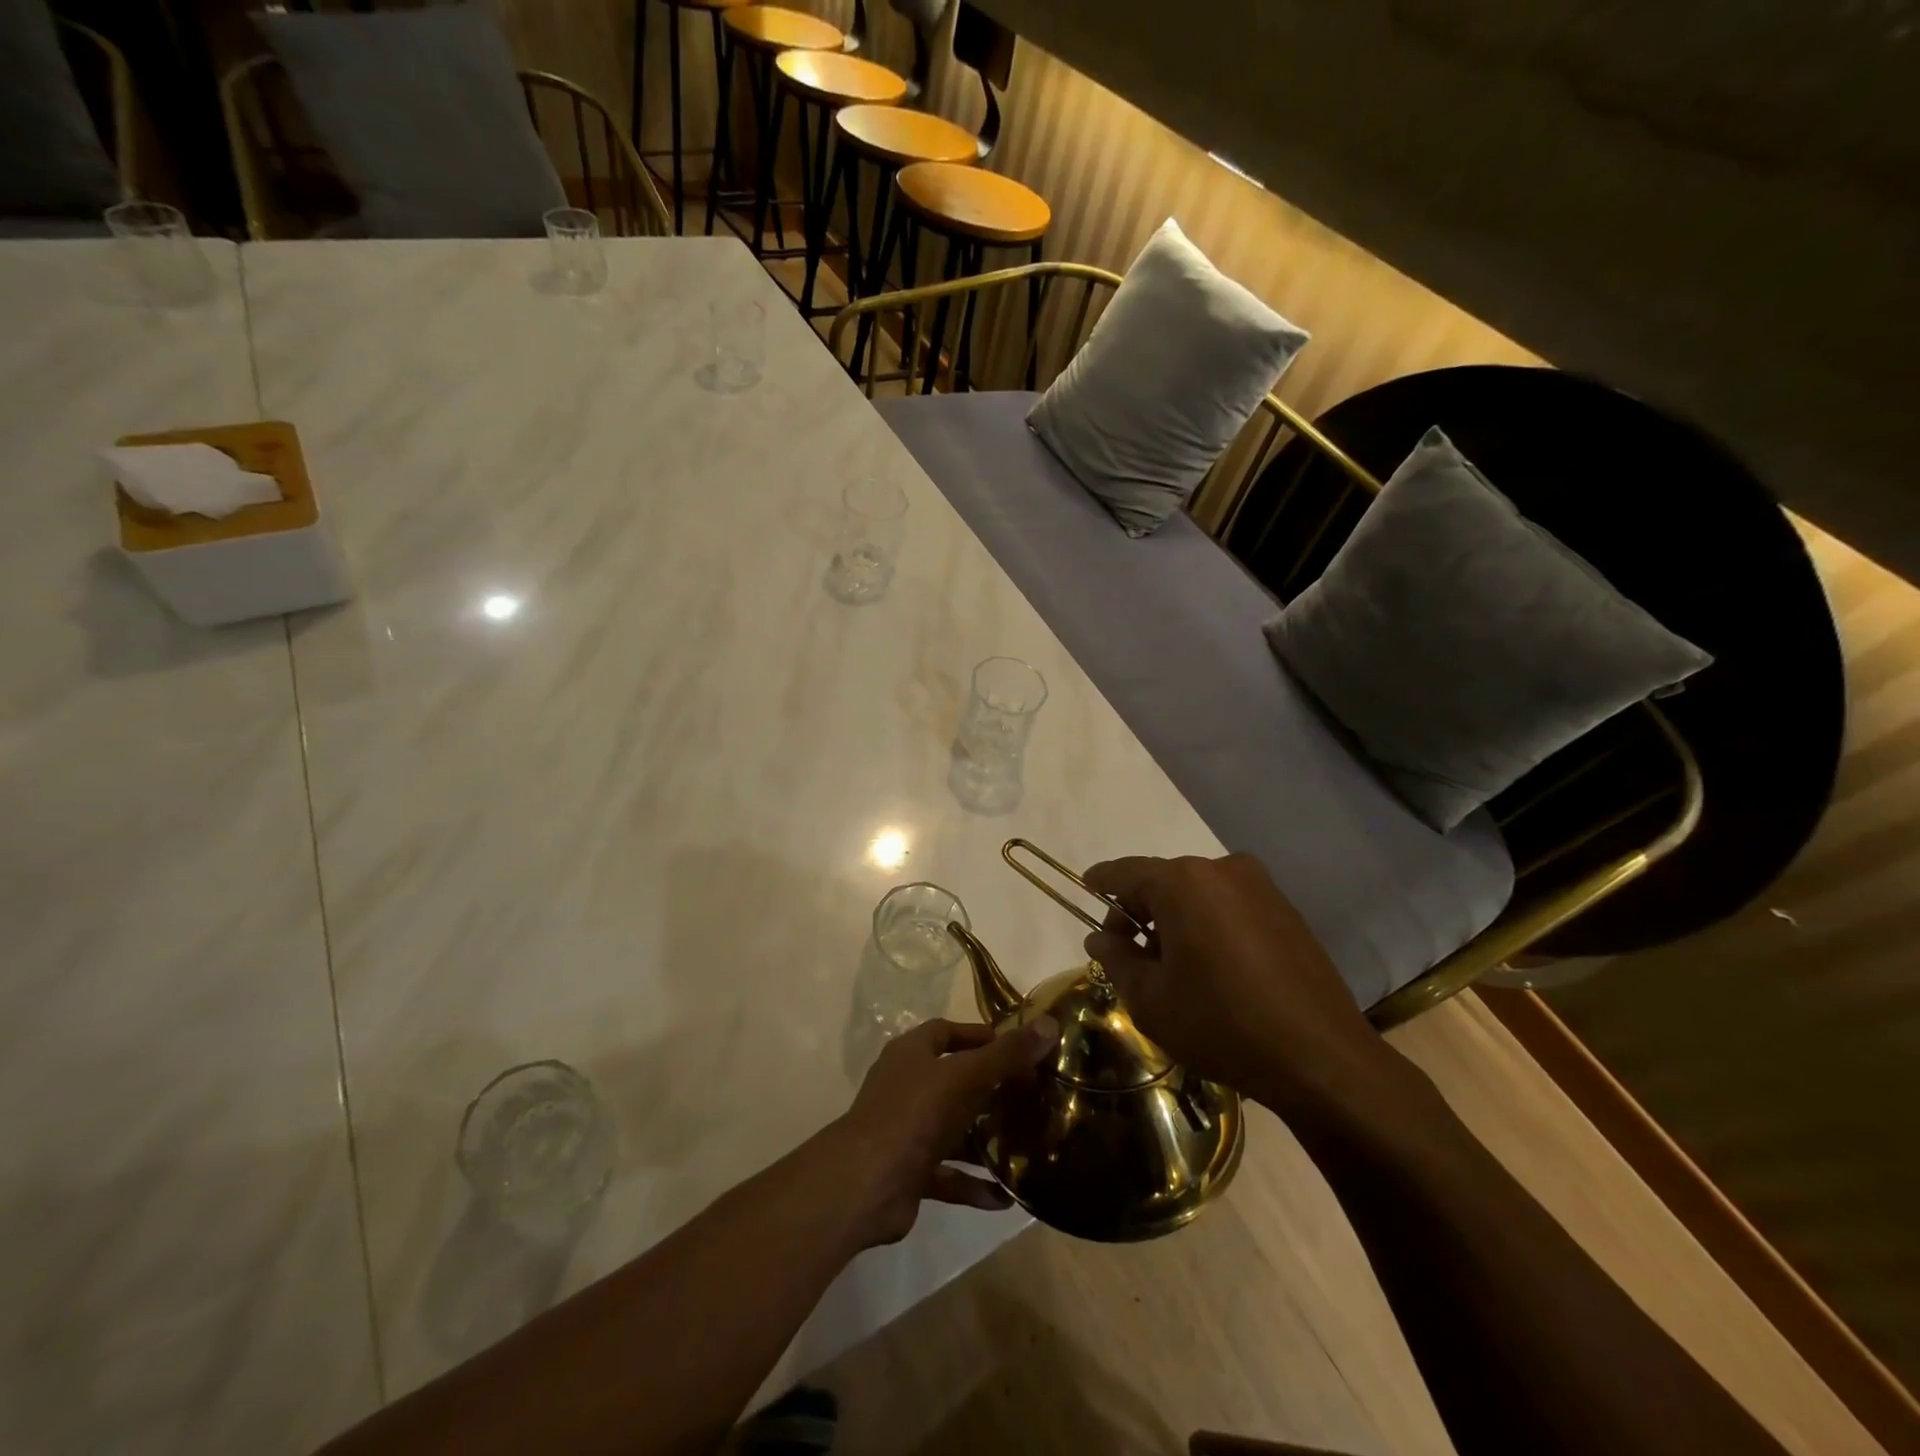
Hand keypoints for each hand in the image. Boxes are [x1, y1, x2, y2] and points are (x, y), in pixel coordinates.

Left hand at [830, 1016, 1058, 1247]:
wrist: (866, 1182)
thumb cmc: (916, 1113)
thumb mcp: (967, 1076)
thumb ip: (1008, 1054)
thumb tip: (1050, 1024)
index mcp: (912, 1053)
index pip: (947, 1032)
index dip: (980, 1036)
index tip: (1018, 1048)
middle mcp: (907, 1086)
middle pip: (954, 1080)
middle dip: (991, 1089)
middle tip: (1031, 1097)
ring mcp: (906, 1130)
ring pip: (953, 1129)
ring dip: (985, 1139)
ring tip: (1027, 1145)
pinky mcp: (909, 1171)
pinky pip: (949, 1174)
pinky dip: (974, 1184)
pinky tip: (1006, 1196)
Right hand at [1082, 854, 1396, 1116]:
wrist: (1321, 1058)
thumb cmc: (1220, 1024)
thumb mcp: (1150, 999)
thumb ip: (1116, 959)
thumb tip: (1099, 939)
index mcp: (1183, 882)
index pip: (1125, 872)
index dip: (1101, 882)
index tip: (1086, 889)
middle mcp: (1222, 870)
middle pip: (1164, 881)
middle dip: (1140, 911)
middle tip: (1128, 952)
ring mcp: (1261, 888)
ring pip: (1199, 893)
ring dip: (1176, 919)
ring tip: (1172, 966)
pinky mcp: (1287, 910)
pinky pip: (1231, 906)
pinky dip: (1210, 924)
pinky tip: (1213, 967)